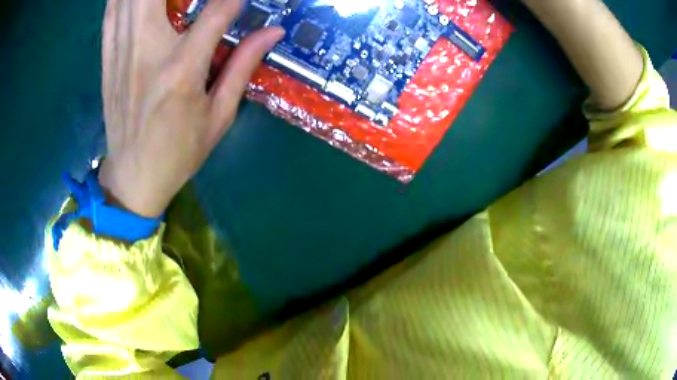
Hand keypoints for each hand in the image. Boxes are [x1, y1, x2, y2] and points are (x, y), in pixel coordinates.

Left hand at [98, 0, 283, 217]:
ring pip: (129, 0)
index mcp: (181, 70)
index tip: (242, 0)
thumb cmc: (179, 151)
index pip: (216, 11)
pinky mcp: (107, 59)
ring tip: (167, 0)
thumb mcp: (219, 116)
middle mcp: (147, 52)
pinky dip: (120, 0)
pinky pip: (110, 14)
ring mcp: (122, 53)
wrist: (133, 177)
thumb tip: (272, 31)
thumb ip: (243, 65)